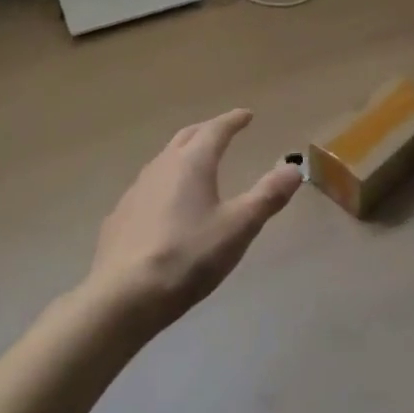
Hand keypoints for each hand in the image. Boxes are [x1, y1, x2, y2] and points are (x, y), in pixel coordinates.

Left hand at [86, 109, 301, 329]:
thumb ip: (268, 195)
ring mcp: (136, 190)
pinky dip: (164, 184)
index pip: (216, 129)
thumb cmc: (188, 256)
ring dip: (183, 155)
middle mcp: (162, 166)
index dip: (233, 120)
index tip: (246, 115)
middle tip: (223, 131)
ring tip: (196, 164)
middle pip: (186, 137)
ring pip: (164, 160)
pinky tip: (166, 204)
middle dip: (207, 130)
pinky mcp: (119, 217)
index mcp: (192, 162)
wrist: (124, 296)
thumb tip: (294, 168)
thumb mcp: (239, 227)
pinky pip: (147, 188)